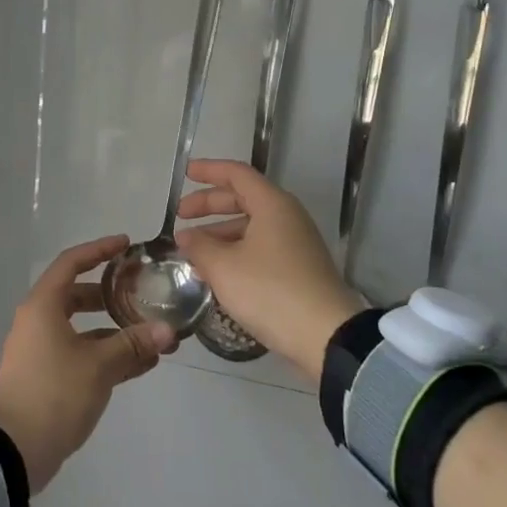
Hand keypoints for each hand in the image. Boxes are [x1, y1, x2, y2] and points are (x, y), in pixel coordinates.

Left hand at [0, 235, 175, 492]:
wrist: (15, 451)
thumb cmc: (54, 394)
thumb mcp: (99, 366)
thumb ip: (133, 345)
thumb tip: (167, 331)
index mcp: (43, 306)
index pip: (71, 263)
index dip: (99, 250)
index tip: (126, 245)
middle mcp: (38, 321)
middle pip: (77, 295)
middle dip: (111, 294)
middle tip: (141, 291)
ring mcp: (40, 350)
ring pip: (81, 328)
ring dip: (113, 329)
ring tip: (150, 334)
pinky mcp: (45, 376)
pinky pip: (80, 352)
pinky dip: (105, 353)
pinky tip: (139, 364)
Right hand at [174, 159, 367, 381]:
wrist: (326, 335)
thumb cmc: (270, 291)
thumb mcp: (224, 268)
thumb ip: (199, 246)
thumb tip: (185, 236)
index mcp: (272, 205)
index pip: (236, 174)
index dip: (209, 171)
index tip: (185, 174)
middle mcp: (287, 216)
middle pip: (243, 198)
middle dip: (209, 205)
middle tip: (180, 217)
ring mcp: (296, 243)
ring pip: (251, 226)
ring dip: (220, 233)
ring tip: (193, 250)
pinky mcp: (298, 268)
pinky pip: (260, 247)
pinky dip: (235, 250)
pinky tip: (216, 271)